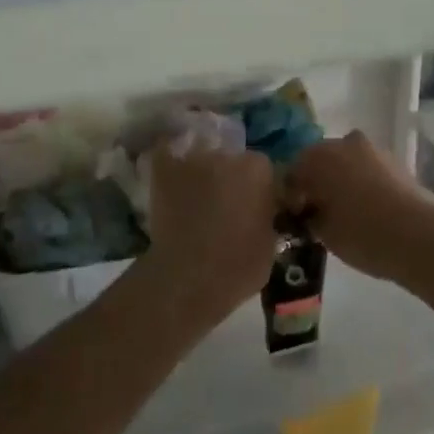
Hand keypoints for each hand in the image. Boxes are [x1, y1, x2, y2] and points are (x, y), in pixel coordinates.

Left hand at [135, 145, 276, 327]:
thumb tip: (259, 210)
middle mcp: (227, 155)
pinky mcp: (163, 170)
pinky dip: (170, 166)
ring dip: (202, 173)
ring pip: (201, 159)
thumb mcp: (270, 241)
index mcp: (259, 169)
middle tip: (225, 205)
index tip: (254, 207)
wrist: (189, 279)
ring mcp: (193, 160)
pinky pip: (167, 157)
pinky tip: (171, 182)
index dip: (258, 189)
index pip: (262, 169)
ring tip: (196, 199)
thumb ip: (266, 213)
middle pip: (232, 159)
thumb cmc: (239, 267)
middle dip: (230, 178)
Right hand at [286, 132, 433, 283]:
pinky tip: (365, 208)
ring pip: (345, 163)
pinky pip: (367, 169)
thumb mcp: (323, 232)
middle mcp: (343, 143)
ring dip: (340, 181)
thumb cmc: (362, 232)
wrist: (420, 235)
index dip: (290, 195)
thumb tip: (307, 212)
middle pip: (320, 161)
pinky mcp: (394, 161)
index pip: (292, 171)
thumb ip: (308, 217)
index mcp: (318, 156)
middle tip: (316, 213)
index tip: (294, 218)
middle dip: (316, 183)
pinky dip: (361, 183)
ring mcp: (372, 149)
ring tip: (343, 212)